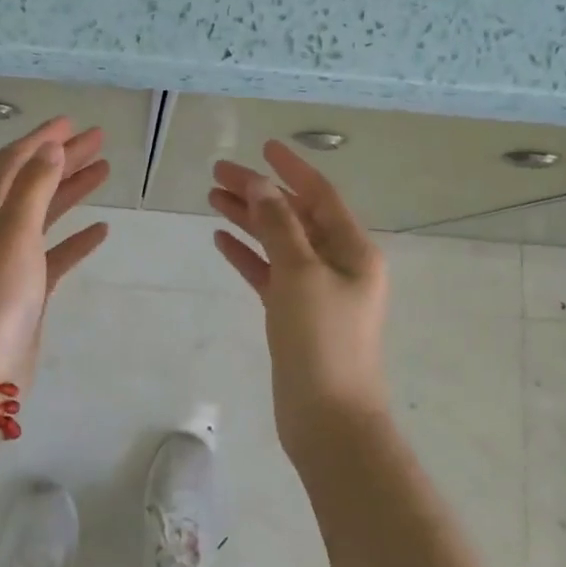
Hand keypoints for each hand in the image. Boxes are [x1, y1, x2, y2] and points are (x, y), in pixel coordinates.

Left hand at [0, 116, 110, 391]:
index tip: (71, 121)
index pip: (10, 162)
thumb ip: (33, 188)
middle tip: (98, 139)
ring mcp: (3, 260)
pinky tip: (100, 231)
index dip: (41, 140)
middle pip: (29, 183)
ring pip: (42, 215)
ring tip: (104, 170)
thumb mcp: (12, 235)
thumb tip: (50, 148)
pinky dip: (74, 239)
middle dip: (62, 160)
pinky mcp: (22, 288)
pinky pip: (51, 253)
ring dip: (71, 192)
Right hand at [210, 140, 388, 453]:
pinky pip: (269, 273)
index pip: (320, 195)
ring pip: (278, 242)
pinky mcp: (295, 314)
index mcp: (353, 249)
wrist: (328, 419)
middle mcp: (338, 264)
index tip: (263, 146)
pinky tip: (221, 240)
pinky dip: (248, 254)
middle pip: (294, 216)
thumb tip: (261, 183)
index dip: (291, 168)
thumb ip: (278, 225)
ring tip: (212, 198)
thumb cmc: (322, 340)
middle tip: (218, 173)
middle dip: (259, 193)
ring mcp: (316, 290)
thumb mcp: (300, 273)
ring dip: (248, 220)